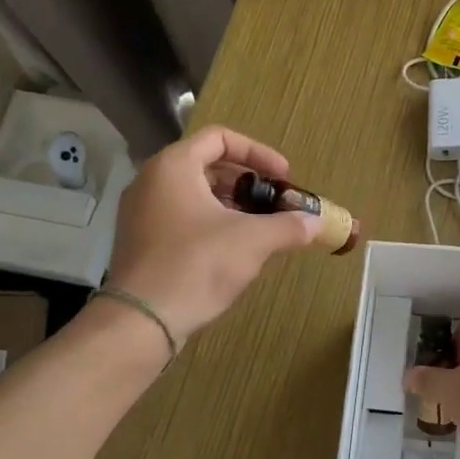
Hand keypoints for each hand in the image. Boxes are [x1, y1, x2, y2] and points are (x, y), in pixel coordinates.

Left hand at [106, 125, 321, 338]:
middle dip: (248, 183)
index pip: (220, 138)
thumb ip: (289, 226)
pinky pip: (181, 218)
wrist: (142, 320)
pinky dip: (211, 223)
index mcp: (174, 166)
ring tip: (261, 228)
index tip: (284, 178)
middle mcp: (151, 181)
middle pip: (207, 166)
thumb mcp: (253, 241)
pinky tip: (234, 251)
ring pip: (194, 194)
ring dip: (232, 205)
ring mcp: (141, 212)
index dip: (258, 153)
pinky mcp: (140, 241)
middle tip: (275, 203)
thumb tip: (319, 223)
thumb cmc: (197, 265)